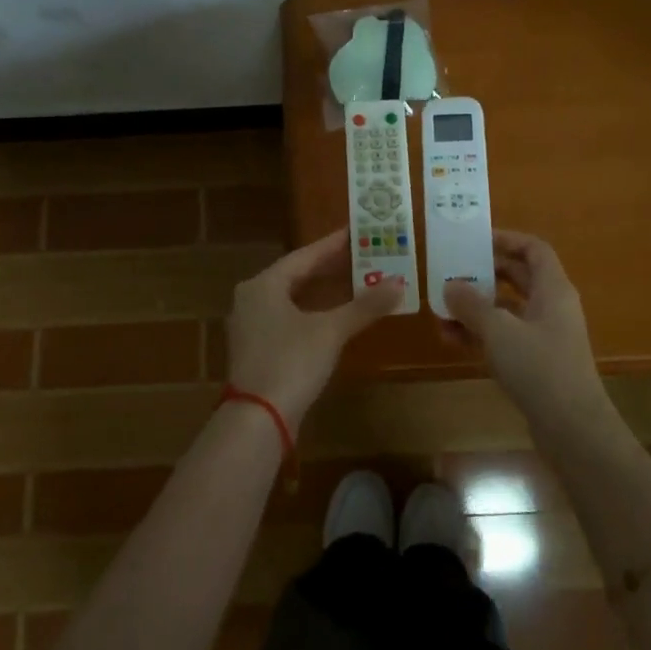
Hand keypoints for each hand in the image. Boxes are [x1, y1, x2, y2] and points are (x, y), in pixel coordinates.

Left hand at [225, 229, 402, 433]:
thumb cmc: (291, 362)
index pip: (305, 255)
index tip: (357, 230)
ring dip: (323, 290)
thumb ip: (364, 305)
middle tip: (362, 254)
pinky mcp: (257, 350)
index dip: (333, 244)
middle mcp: (252, 299)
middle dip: (330, 267)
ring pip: (292, 298)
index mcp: (263, 285)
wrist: (257, 419)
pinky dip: (313, 312)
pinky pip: (289, 318)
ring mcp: (251, 326)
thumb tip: (399, 283)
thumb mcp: (331, 331)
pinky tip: (335, 315)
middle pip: (297, 275)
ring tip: (354, 279)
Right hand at [442, 230, 605, 420]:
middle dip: (485, 274)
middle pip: (518, 278)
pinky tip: (451, 339)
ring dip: (477, 308)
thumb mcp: (499, 331)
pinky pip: (505, 338)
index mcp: (553, 289)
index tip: (476, 240)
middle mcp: (551, 308)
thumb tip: (450, 286)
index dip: (507, 239)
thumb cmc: (540, 367)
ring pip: (507, 311)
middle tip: (453, 270)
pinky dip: (481, 335)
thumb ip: (472, 305)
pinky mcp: (536, 364)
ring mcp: (545, 337)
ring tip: (442, 309)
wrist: (572, 429)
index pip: (534, 250)